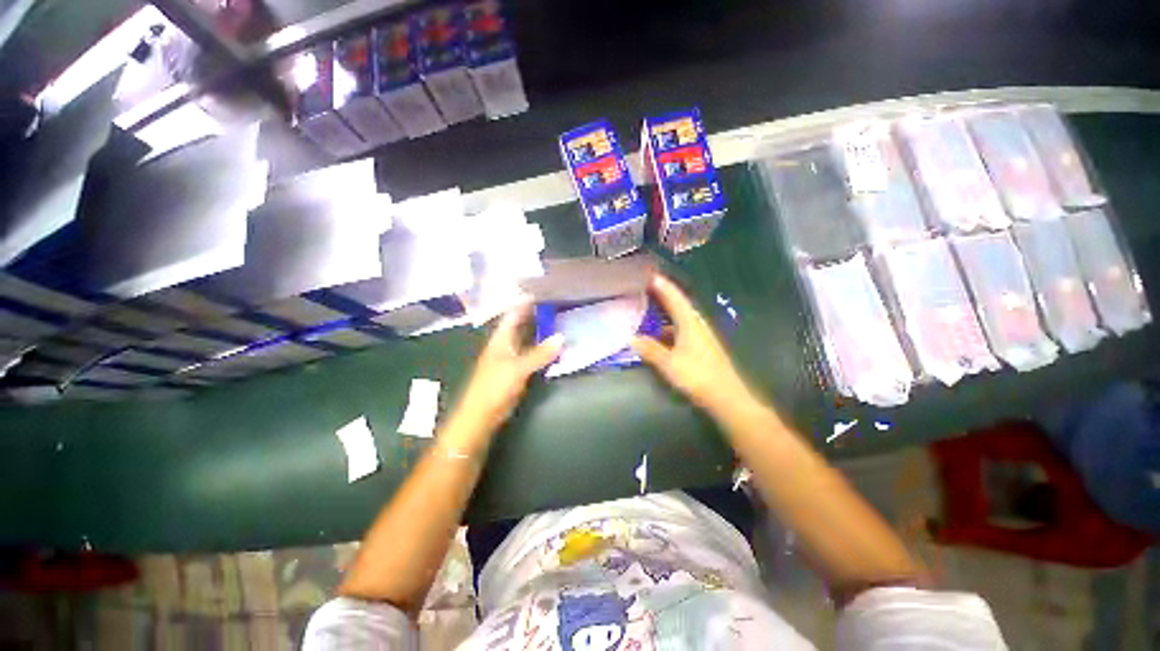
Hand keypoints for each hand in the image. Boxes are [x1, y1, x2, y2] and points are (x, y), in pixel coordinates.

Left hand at [443, 302, 563, 453]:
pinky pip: (531, 354)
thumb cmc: (494, 387)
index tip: (542, 291)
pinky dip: (542, 349)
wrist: (481, 416)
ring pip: (527, 340)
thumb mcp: (518, 368)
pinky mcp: (515, 371)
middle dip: (536, 315)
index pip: (513, 314)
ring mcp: (510, 358)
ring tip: (559, 321)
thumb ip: (540, 354)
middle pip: (521, 325)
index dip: (525, 303)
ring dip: (540, 332)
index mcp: (501, 339)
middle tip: (556, 304)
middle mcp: (505, 344)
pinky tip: (553, 347)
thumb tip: (562, 337)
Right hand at [630, 276, 753, 413]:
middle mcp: (697, 325)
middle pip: (678, 306)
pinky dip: (669, 329)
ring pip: (680, 319)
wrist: (726, 396)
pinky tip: (659, 337)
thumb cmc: (697, 376)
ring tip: (649, 311)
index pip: (675, 298)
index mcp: (690, 323)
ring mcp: (701, 337)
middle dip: (663, 296)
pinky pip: (681, 331)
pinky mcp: (702, 348)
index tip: (651, 275)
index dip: (663, 286)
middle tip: (647, 289)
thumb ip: (650, 350)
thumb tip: (632, 338)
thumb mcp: (669, 363)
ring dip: (665, 314)